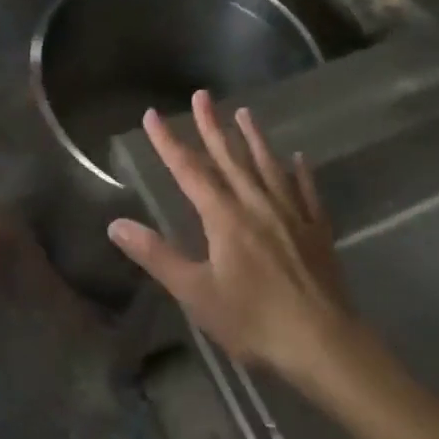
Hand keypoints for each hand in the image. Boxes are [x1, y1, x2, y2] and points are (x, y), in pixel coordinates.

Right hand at [108, 91, 353, 379]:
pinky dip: (300, 173)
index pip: (189, 171)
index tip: (152, 115)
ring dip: (254, 139)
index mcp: (224, 217)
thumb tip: (116, 224)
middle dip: (212, 126)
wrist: (323, 343)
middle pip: (230, 158)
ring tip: (245, 112)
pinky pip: (307, 192)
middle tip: (202, 95)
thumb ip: (157, 255)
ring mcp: (290, 214)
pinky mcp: (316, 231)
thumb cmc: (253, 320)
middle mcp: (256, 204)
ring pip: (268, 166)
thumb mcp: (195, 292)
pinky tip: (298, 159)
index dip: (168, 142)